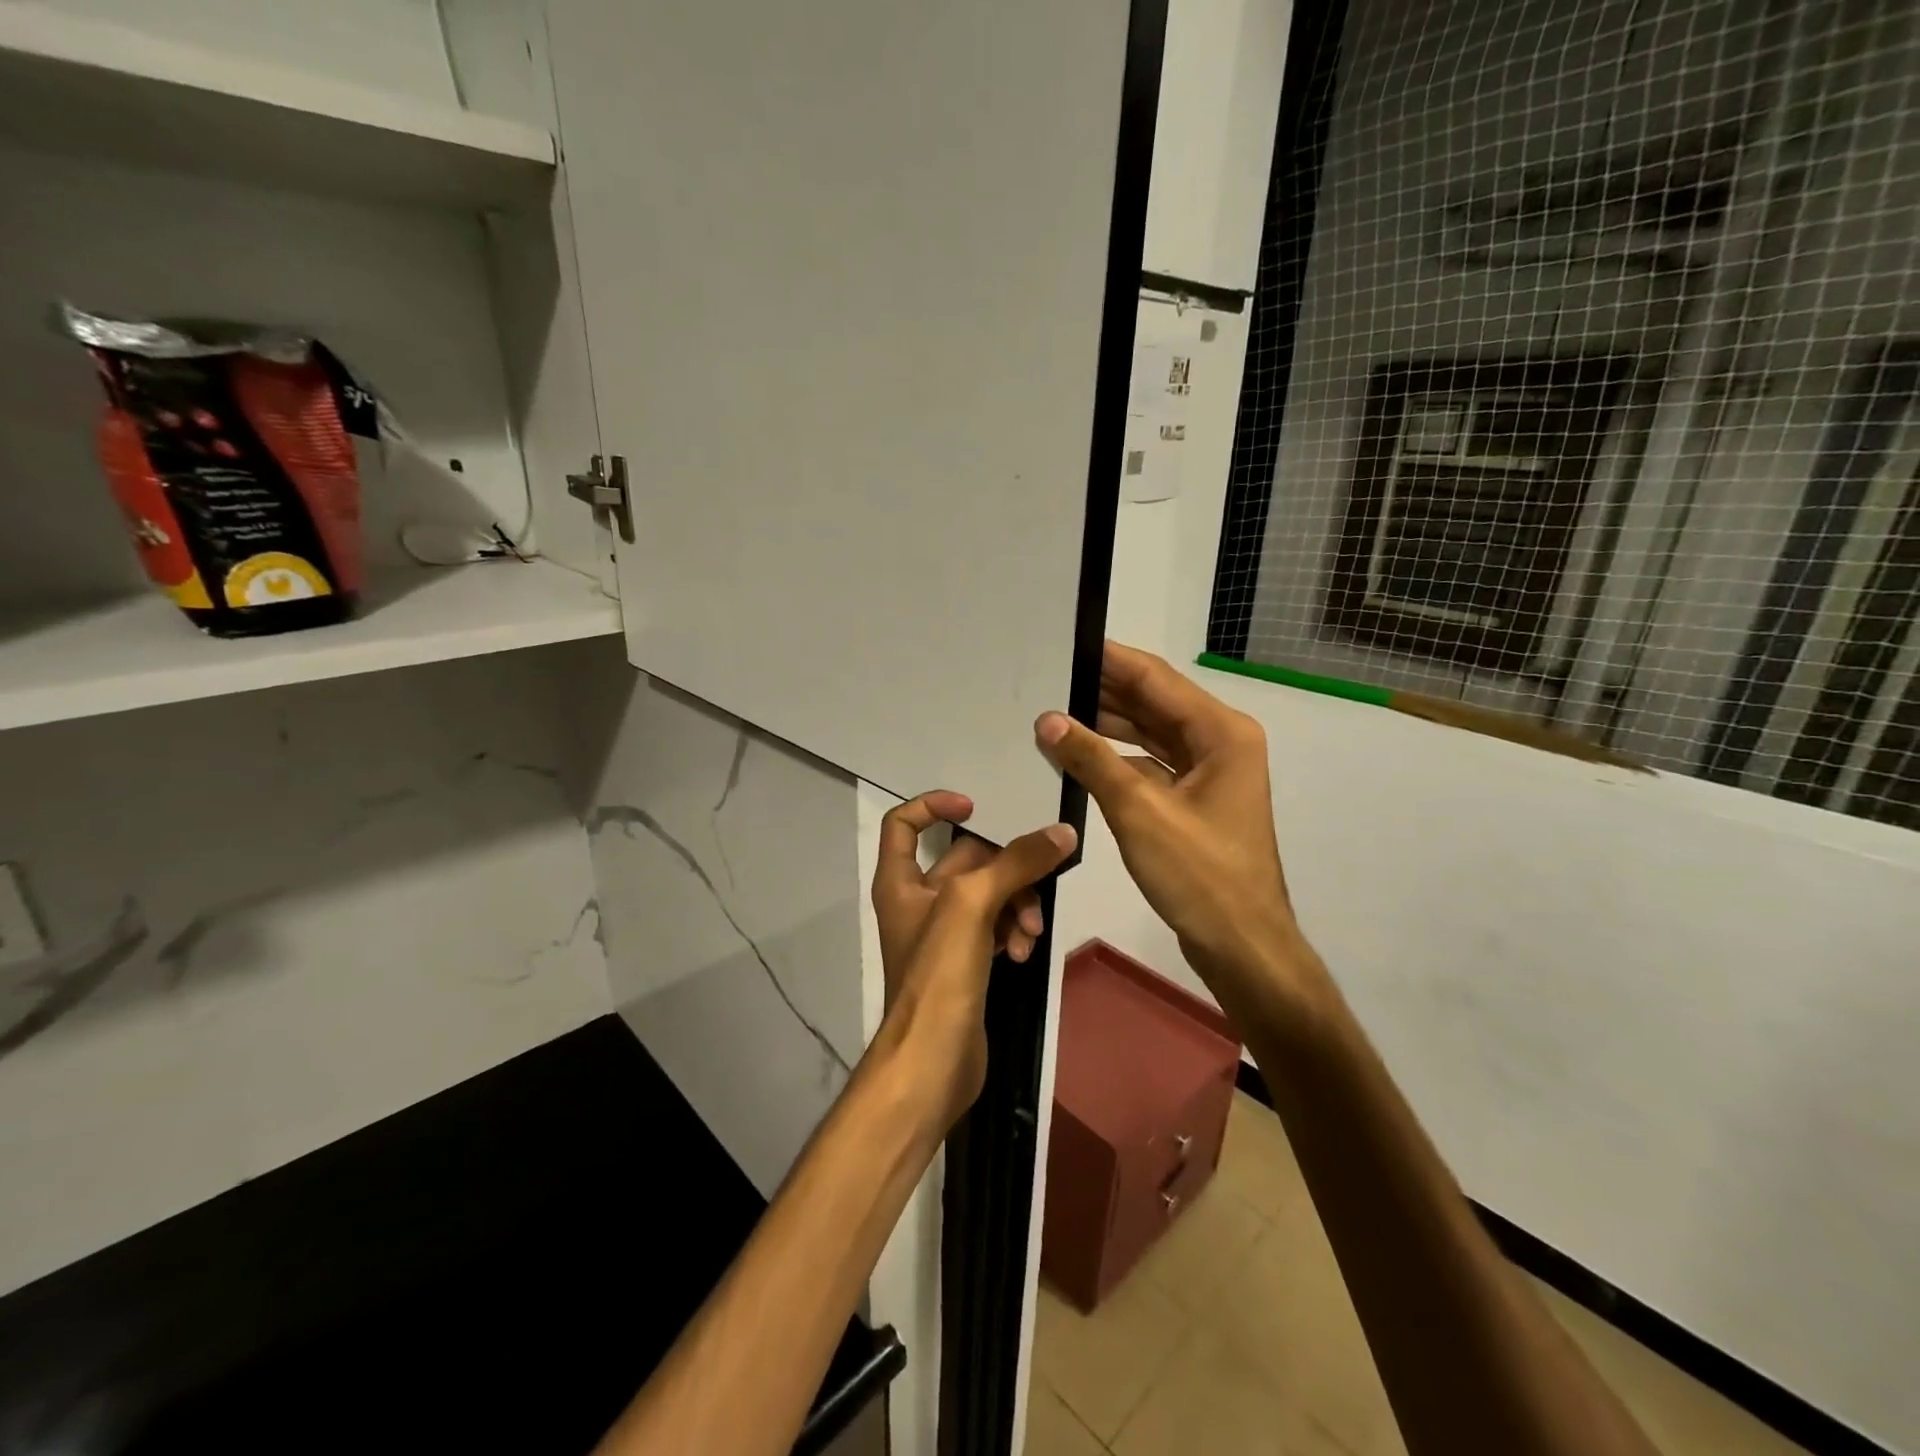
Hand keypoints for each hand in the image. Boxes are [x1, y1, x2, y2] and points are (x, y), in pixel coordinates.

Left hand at [869, 791, 1076, 1129]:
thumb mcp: (973, 905)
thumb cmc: (938, 974)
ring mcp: (944, 933)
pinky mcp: (967, 960)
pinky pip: (997, 927)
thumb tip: (1062, 832)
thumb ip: (1017, 863)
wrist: (933, 1061)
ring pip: (990, 895)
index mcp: (900, 880)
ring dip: (1017, 905)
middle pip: (967, 859)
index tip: (977, 807)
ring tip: (1029, 933)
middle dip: (1006, 870)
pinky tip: (1024, 953)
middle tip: (1037, 883)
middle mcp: (918, 900)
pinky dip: (1013, 932)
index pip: (904, 823)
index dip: (934, 805)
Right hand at [1033, 642, 1314, 1012]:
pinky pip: (1151, 764)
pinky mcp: (1195, 800)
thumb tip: (1048, 720)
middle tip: (1049, 677)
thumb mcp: (1139, 811)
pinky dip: (1118, 759)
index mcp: (1221, 732)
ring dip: (1107, 725)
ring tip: (1054, 711)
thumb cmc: (1199, 875)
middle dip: (1103, 691)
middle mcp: (1220, 742)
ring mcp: (1209, 773)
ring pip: (1151, 734)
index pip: (1156, 679)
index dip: (1110, 659)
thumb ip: (1092, 760)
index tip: (1067, 643)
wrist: (1242, 946)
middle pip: (1154, 703)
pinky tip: (1079, 756)